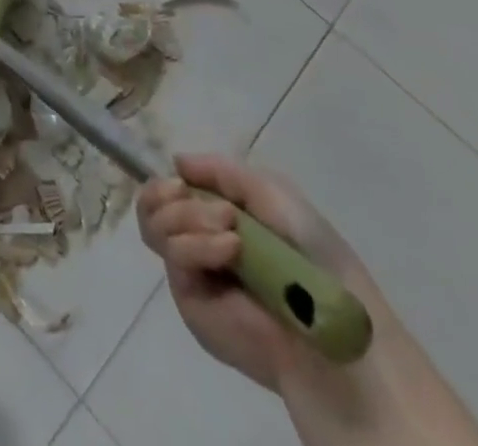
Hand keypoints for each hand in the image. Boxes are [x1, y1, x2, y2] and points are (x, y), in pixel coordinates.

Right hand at [138, 155, 372, 393]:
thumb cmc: (309, 250)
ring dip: (187, 216)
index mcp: (214, 213)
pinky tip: (230, 249)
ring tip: (231, 231)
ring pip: (152, 225)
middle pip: (149, 204)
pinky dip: (198, 244)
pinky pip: (173, 256)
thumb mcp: (269, 191)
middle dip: (171, 195)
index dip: (166, 181)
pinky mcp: (189, 299)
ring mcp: (191, 269)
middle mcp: (196, 238)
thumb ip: (220, 170)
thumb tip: (175, 161)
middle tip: (211, 205)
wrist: (328, 316)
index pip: (166, 190)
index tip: (182, 178)